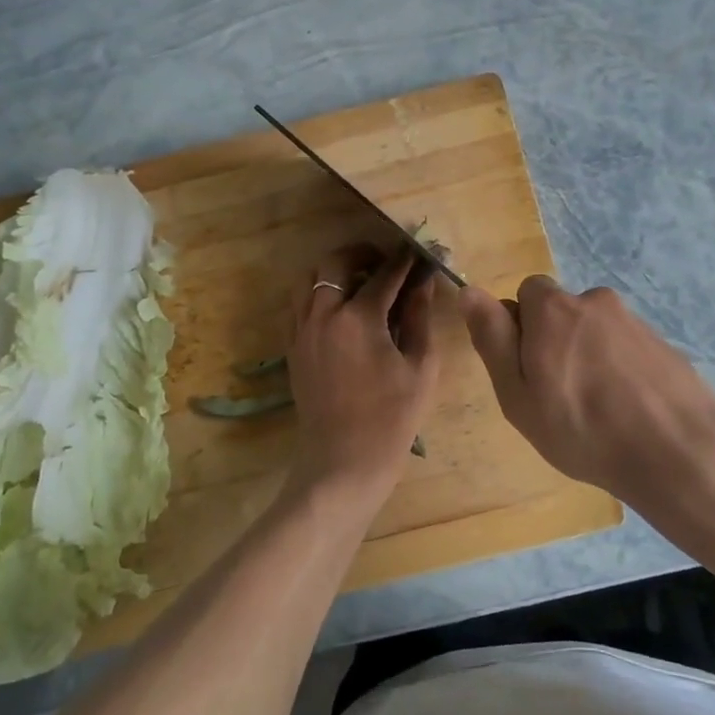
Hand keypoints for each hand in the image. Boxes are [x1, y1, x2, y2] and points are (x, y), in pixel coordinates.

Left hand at [286, 244, 439, 506]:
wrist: (344, 463)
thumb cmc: (392, 418)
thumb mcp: (419, 366)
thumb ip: (418, 317)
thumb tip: (422, 281)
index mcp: (357, 318)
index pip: (384, 273)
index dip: (405, 260)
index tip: (419, 251)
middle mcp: (322, 314)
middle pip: (335, 262)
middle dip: (362, 253)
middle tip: (385, 261)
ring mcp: (301, 330)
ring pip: (309, 279)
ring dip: (334, 271)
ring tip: (360, 281)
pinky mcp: (292, 347)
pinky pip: (298, 304)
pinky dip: (317, 293)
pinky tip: (340, 309)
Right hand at [459, 277, 714, 522]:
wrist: (678, 453)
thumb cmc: (582, 429)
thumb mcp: (518, 394)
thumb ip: (493, 338)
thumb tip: (469, 291)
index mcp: (553, 308)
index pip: (526, 293)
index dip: (521, 328)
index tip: (527, 371)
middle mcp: (594, 301)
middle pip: (562, 312)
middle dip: (555, 342)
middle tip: (559, 396)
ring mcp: (634, 321)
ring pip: (595, 332)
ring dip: (589, 357)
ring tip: (597, 410)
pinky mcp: (663, 344)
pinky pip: (626, 349)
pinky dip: (620, 370)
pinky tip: (627, 410)